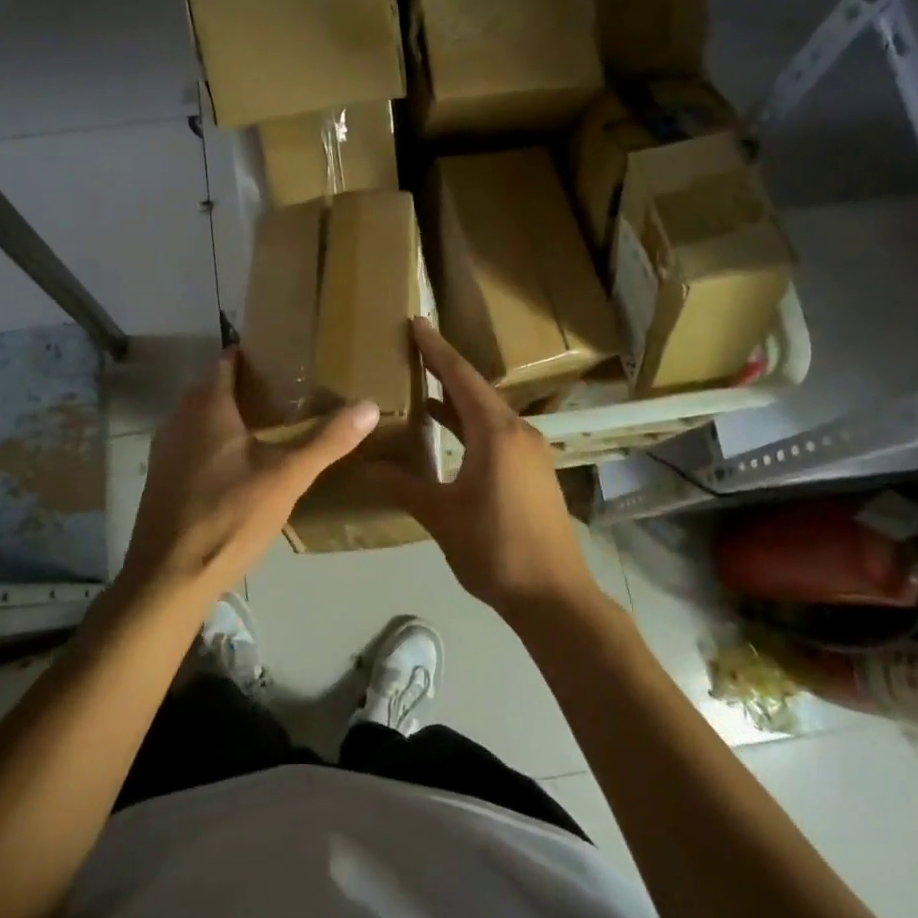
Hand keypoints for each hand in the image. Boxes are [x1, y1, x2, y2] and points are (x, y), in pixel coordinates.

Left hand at [120, 349, 377, 611]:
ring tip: (267, 427)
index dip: (253, 355)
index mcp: (207, 408)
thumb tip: (369, 405)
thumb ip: (327, 441)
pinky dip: (214, 444)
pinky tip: (238, 467)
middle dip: (245, 386)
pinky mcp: (162, 480)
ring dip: (228, 417)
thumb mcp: (287, 477)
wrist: (170, 576)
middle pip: (213, 389)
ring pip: (200, 419)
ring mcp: (165, 451)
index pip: (227, 361)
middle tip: (286, 393)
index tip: (283, 358)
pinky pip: (191, 445)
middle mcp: (179, 420)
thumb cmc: (229, 516)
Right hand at [361, 319, 601, 624]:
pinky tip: (448, 432)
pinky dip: (470, 425)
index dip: (437, 349)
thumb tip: (363, 466)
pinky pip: (497, 433)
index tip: (417, 322)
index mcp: (497, 433)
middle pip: (476, 390)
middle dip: (445, 369)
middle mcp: (518, 432)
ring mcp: (530, 453)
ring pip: (488, 413)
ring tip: (422, 386)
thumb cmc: (495, 549)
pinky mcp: (533, 472)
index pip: (461, 378)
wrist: (554, 596)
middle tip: (414, 349)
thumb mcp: (441, 516)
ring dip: (457, 399)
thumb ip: (402, 486)